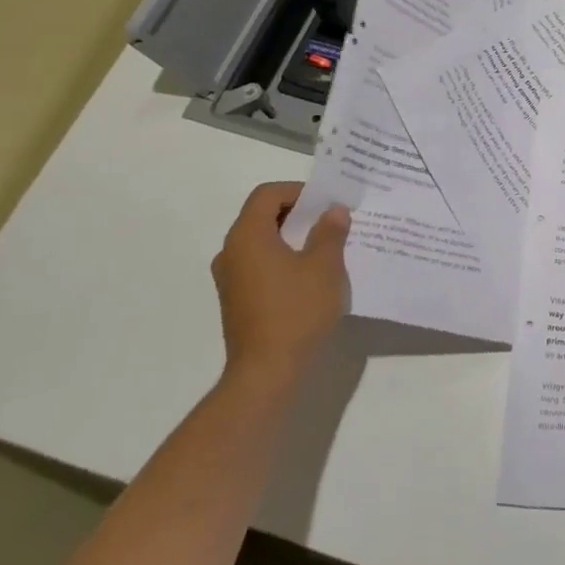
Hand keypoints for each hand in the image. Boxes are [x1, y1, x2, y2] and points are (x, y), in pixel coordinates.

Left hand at [210, 184, 349, 388]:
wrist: (266, 373)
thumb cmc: (297, 311)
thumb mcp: (325, 266)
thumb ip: (330, 232)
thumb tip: (333, 211)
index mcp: (247, 236)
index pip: (267, 195)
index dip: (298, 192)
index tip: (327, 203)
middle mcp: (231, 252)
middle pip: (262, 216)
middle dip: (298, 214)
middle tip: (332, 222)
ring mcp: (231, 279)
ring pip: (261, 242)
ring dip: (292, 238)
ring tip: (326, 249)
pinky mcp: (237, 301)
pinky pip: (260, 265)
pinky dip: (283, 260)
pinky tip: (310, 277)